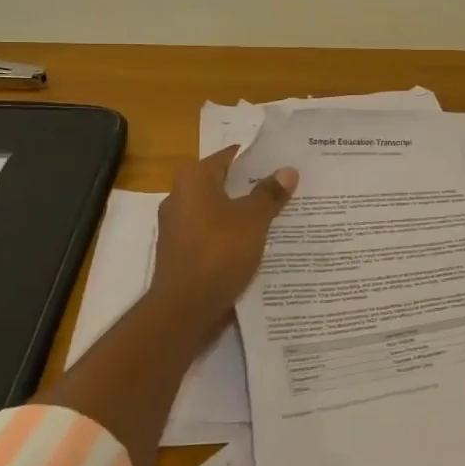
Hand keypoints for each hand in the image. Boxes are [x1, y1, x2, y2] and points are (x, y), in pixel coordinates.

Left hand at [146, 146, 298, 330]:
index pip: (230, 157)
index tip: (283, 162)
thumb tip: (288, 171)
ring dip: (243, 214)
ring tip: (278, 217)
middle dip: (252, 187)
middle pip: (224, 184)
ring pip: (218, 211)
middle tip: (287, 188)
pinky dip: (231, 236)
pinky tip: (256, 244)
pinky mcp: (180, 252)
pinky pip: (211, 234)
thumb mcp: (253, 219)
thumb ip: (270, 193)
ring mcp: (176, 227)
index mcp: (193, 179)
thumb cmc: (219, 252)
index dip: (258, 159)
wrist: (184, 308)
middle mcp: (179, 196)